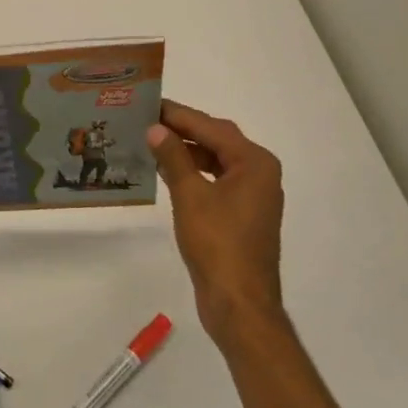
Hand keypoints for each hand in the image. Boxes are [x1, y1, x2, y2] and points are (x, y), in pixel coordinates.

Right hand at [148, 99, 286, 342]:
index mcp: (255, 163)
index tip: (150, 103)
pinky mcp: (242, 216)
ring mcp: (253, 196)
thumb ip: (173, 157)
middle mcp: (260, 174)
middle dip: (183, 130)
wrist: (239, 304)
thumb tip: (156, 129)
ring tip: (152, 143)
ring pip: (216, 161)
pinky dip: (194, 174)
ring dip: (187, 152)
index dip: (179, 115)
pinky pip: (216, 181)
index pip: (212, 128)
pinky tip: (168, 173)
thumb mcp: (190, 195)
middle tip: (147, 119)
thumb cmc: (218, 244)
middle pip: (217, 141)